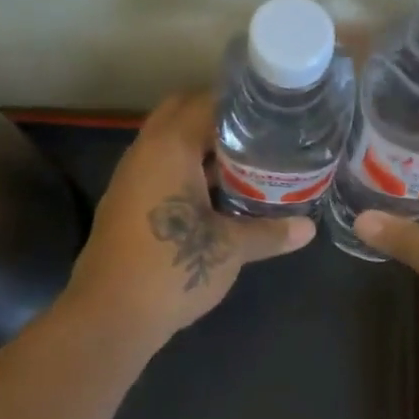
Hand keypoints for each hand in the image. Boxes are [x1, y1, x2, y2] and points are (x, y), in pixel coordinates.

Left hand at [65, 92, 314, 348]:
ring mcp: (131, 178)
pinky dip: (188, 170)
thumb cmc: (172, 268)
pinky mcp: (127, 204)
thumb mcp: (230, 249)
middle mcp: (145, 153)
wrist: (110, 316)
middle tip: (260, 134)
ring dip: (203, 147)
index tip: (273, 111)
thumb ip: (270, 232)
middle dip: (219, 119)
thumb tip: (308, 229)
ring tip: (248, 160)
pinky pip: (161, 170)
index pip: (206, 102)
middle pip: (182, 114)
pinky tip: (218, 194)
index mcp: (169, 148)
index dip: (241, 103)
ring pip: (169, 144)